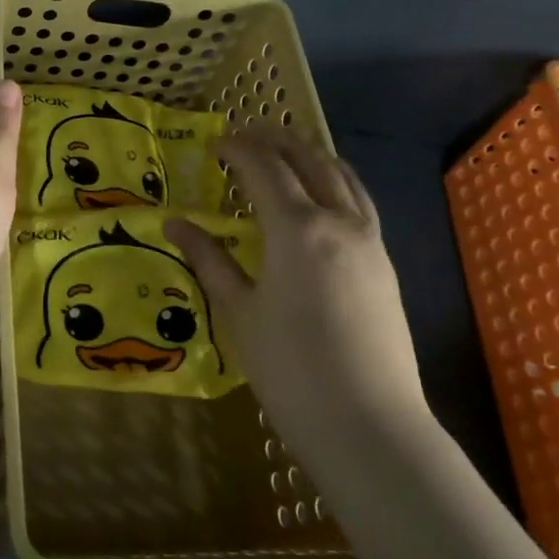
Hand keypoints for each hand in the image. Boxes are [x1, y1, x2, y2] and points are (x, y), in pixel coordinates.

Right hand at [167, 128, 427, 449]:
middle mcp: (338, 221)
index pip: (264, 168)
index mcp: (297, 229)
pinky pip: (359, 201)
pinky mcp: (384, 263)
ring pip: (342, 176)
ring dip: (311, 155)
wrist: (368, 424)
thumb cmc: (290, 369)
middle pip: (309, 161)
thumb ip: (209, 259)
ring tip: (284, 151)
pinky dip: (335, 181)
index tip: (214, 144)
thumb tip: (175, 223)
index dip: (237, 149)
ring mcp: (369, 241)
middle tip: (246, 133)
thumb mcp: (239, 311)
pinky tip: (321, 196)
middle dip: (276, 140)